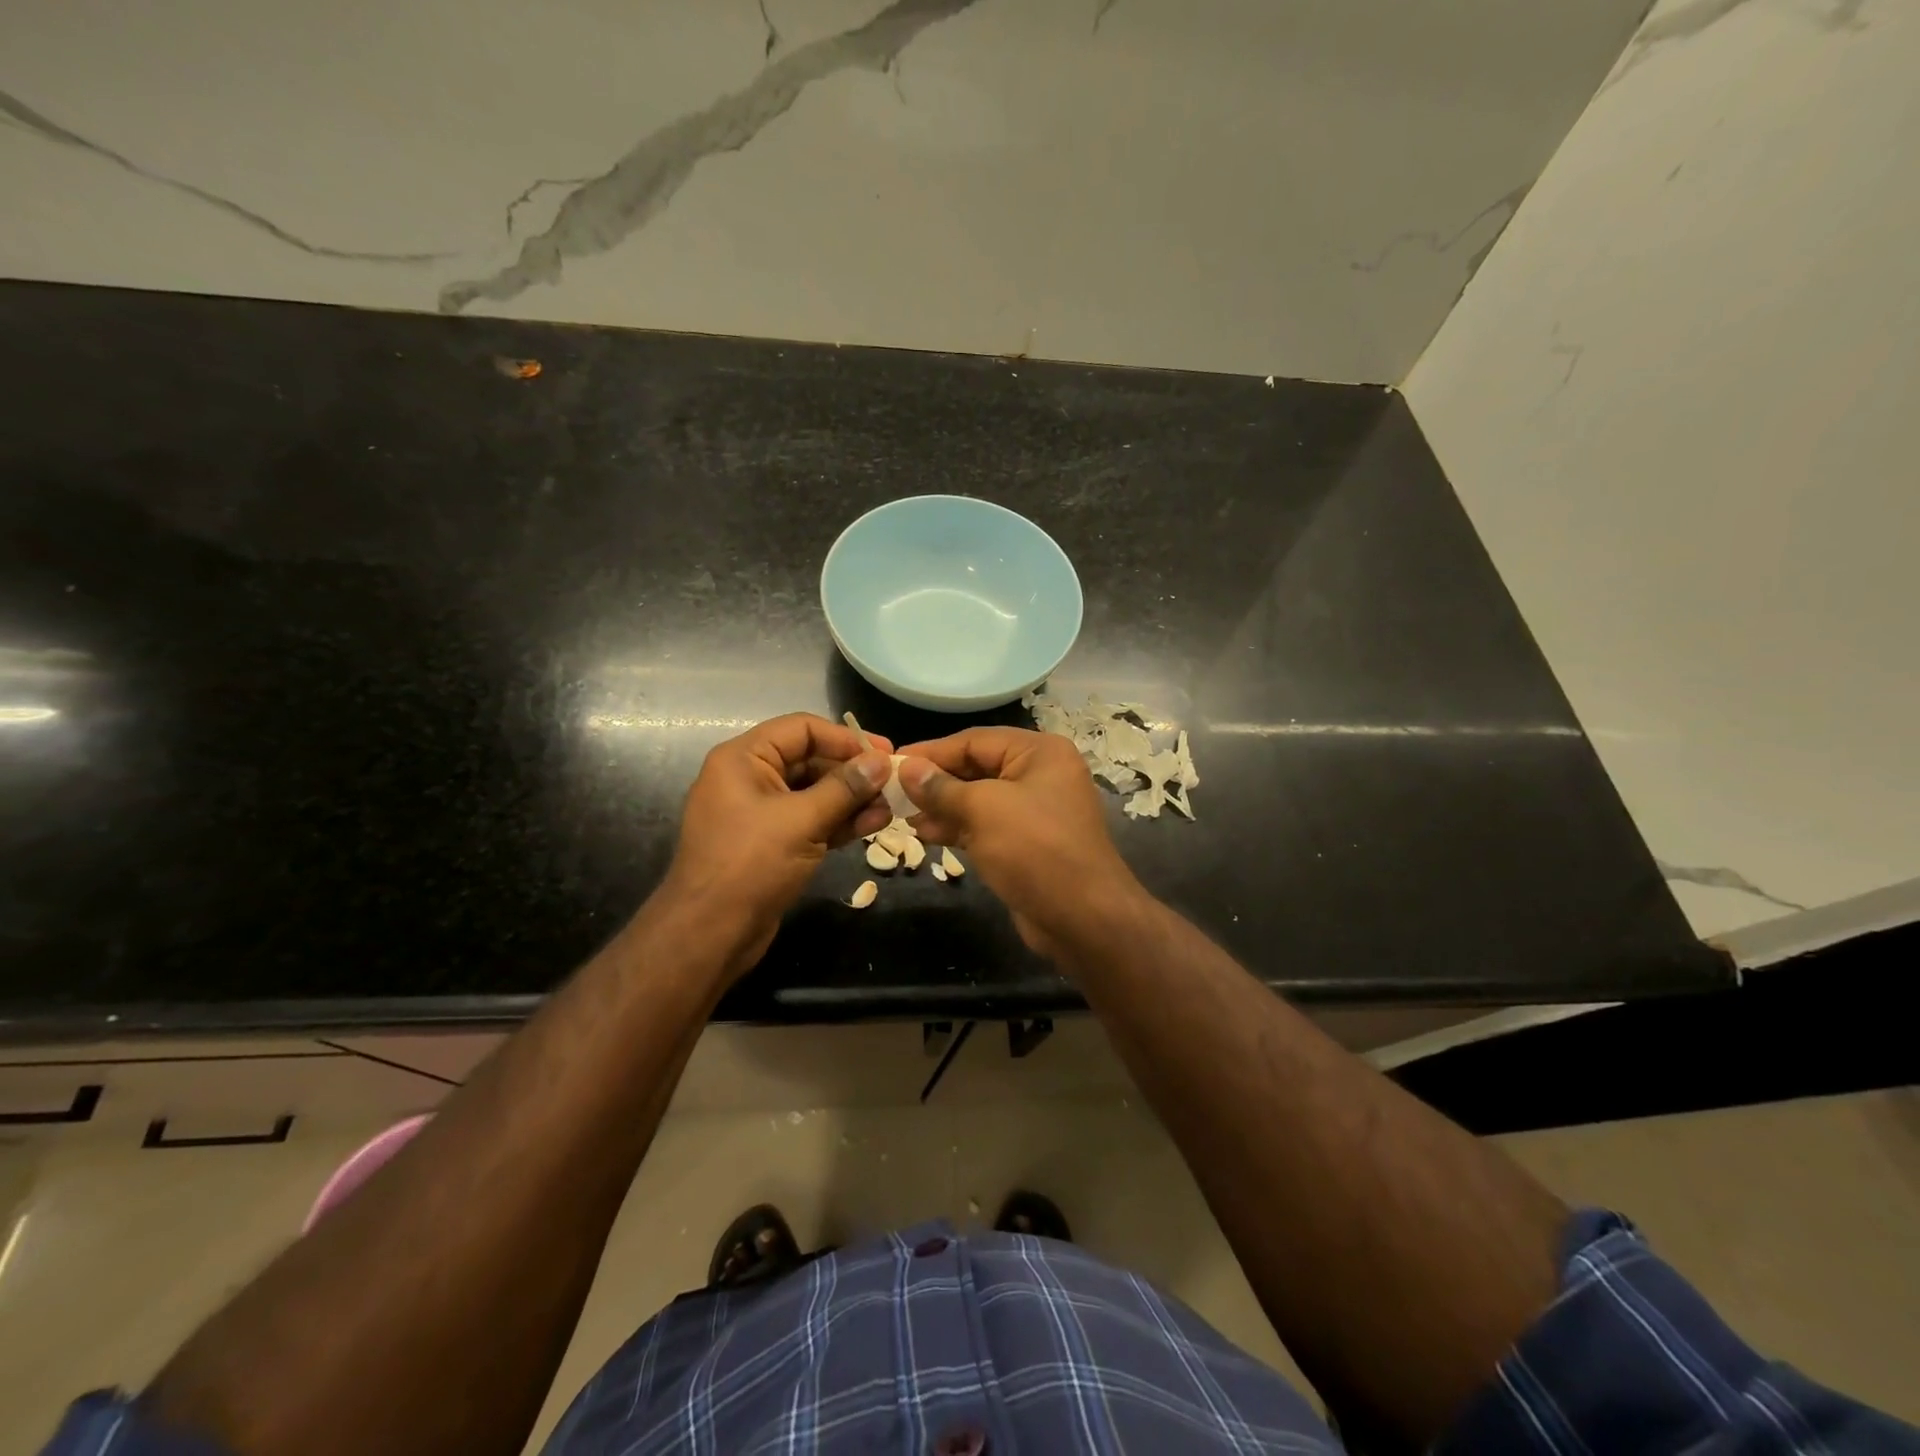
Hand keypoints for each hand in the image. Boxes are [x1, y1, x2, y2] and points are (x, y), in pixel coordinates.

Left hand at [662, 713, 893, 977]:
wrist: (710, 935)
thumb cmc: (750, 864)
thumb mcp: (802, 820)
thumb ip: (845, 788)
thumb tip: (882, 762)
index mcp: (744, 759)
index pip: (802, 729)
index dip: (845, 738)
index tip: (885, 753)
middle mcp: (751, 778)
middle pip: (811, 760)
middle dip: (853, 772)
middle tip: (893, 783)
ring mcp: (762, 813)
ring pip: (815, 793)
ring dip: (852, 799)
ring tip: (890, 808)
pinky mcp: (774, 843)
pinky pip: (811, 820)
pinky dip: (840, 822)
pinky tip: (873, 824)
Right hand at [897, 727, 1146, 958]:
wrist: (1083, 918)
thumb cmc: (1035, 850)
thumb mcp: (983, 810)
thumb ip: (942, 788)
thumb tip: (907, 769)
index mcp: (1040, 752)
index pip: (975, 740)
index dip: (932, 752)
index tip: (892, 763)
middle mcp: (1041, 774)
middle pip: (977, 767)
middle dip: (936, 781)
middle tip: (893, 793)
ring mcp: (1036, 810)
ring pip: (979, 799)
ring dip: (942, 806)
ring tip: (904, 816)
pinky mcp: (1028, 842)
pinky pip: (987, 825)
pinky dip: (959, 827)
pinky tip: (927, 834)